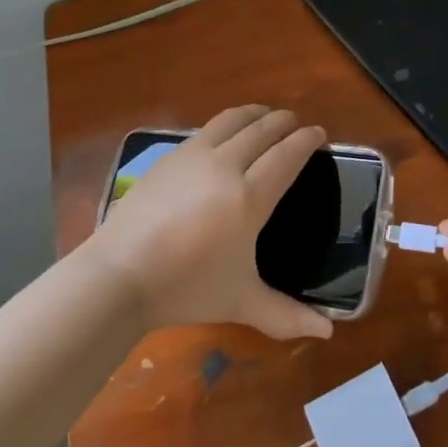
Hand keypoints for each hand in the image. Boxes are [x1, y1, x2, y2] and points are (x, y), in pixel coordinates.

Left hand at [86, 106, 335, 341]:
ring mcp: (194, 157)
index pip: (287, 155)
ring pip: (232, 120)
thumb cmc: (186, 288)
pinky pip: (206, 130)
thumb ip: (286, 315)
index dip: (306, 140)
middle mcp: (226, 166)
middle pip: (263, 130)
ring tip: (264, 115)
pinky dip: (226, 124)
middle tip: (296, 123)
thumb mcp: (241, 302)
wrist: (119, 275)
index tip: (319, 133)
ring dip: (254, 113)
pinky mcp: (169, 157)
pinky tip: (224, 134)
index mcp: (249, 197)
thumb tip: (328, 333)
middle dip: (284, 121)